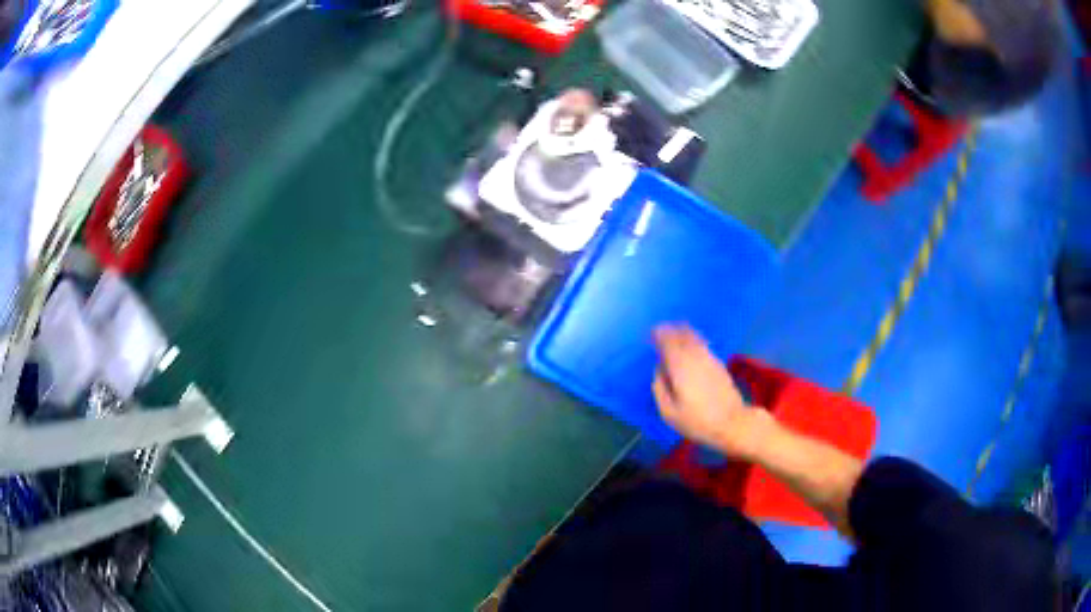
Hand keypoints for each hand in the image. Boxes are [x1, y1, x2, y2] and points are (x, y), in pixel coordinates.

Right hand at [652, 325, 771, 458]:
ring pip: (694, 336)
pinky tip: (690, 344)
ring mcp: (709, 358)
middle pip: (681, 334)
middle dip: (670, 330)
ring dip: (682, 332)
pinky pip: (702, 343)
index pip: (667, 341)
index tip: (651, 334)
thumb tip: (659, 370)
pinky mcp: (718, 363)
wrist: (732, 423)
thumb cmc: (697, 421)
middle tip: (660, 330)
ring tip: (674, 332)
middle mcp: (695, 356)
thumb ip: (659, 388)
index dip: (658, 334)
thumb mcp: (669, 412)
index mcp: (679, 366)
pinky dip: (693, 339)